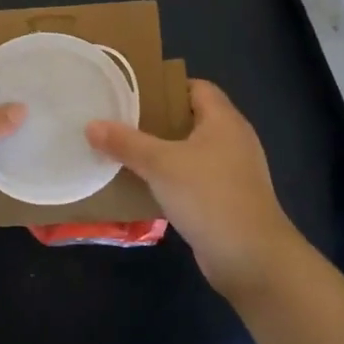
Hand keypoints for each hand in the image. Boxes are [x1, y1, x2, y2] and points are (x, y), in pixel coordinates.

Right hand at [87, 80, 301, 300]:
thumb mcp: (161, 164)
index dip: (166, 87)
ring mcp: (233, 172)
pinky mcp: (227, 200)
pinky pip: (194, 179)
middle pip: (191, 119)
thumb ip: (126, 143)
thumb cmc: (209, 196)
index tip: (132, 93)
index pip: (196, 87)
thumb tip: (91, 125)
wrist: (251, 257)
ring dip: (162, 152)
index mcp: (224, 120)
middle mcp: (232, 140)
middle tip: (120, 121)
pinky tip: (145, 187)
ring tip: (125, 152)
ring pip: (191, 152)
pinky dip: (171, 179)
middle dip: (156, 120)